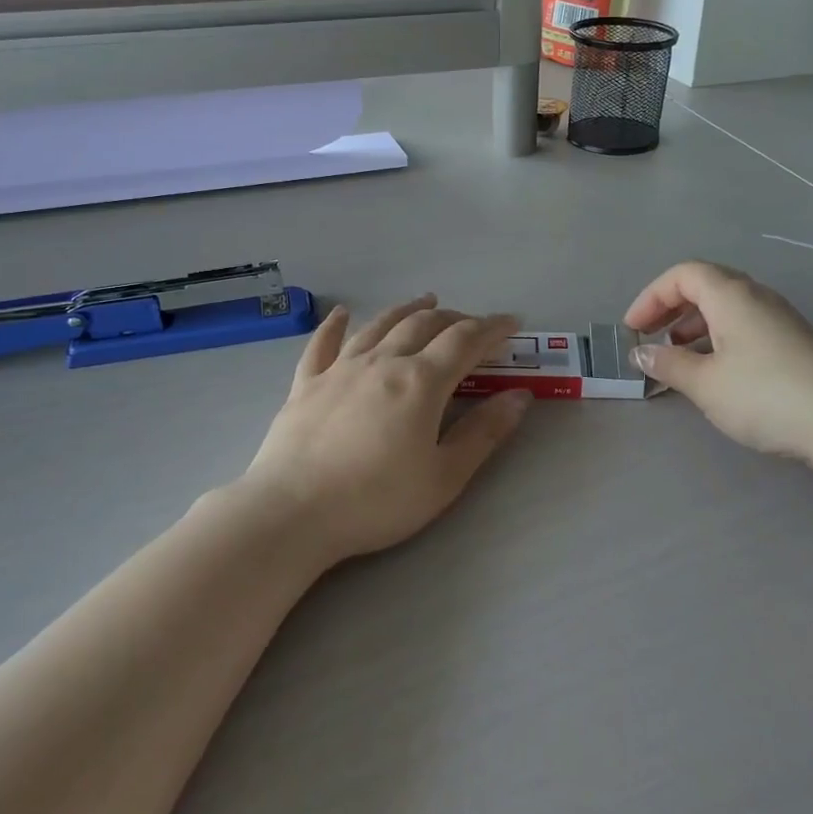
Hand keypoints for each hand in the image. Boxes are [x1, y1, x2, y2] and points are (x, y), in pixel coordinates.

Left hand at [241, 296, 530, 565]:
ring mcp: (340, 368)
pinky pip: (323, 344)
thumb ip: (484, 433)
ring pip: (380, 325)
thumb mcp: (444, 477)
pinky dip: (336, 324)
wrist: (292, 512)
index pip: (465, 341)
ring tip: (426, 301)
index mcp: (421, 381)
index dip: (492, 328)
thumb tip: (520, 396)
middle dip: (454, 318)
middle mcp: (383, 361)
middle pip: (424, 325)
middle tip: (472, 324)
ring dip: (407, 310)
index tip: (511, 323)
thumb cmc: (376, 501)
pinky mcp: (306, 384)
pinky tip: (342, 313)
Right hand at [625, 262, 812, 465]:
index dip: (651, 296)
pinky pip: (745, 326)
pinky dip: (718, 339)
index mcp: (731, 296)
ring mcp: (780, 319)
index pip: (683, 275)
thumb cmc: (766, 395)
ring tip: (678, 357)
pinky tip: (715, 372)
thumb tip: (641, 353)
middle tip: (650, 337)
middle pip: (706, 286)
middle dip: (671, 308)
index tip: (633, 329)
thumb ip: (668, 364)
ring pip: (727, 308)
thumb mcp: (706, 384)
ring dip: (694, 325)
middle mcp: (756, 297)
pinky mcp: (794, 343)